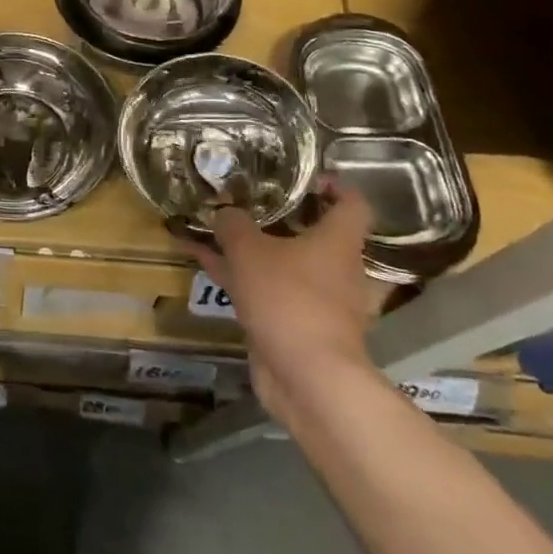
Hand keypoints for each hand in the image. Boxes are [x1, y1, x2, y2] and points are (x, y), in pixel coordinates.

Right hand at [196, 181, 388, 422]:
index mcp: (338, 242)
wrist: (307, 377)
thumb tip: (225, 213)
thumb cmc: (289, 298)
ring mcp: (315, 299)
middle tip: (246, 197)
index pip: (351, 203)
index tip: (304, 176)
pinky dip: (236, 275)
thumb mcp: (250, 249)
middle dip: (278, 216)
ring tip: (212, 225)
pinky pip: (263, 289)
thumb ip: (234, 225)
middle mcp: (335, 268)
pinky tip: (200, 260)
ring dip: (249, 247)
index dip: (333, 185)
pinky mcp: (293, 324)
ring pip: (280, 262)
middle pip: (312, 233)